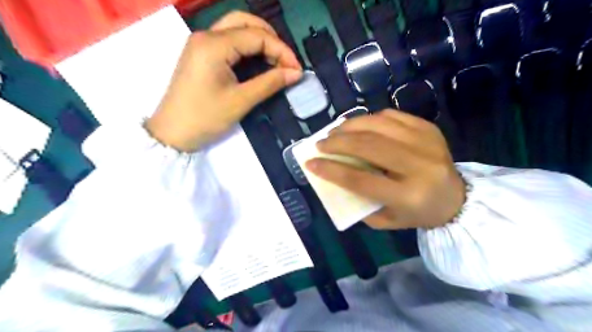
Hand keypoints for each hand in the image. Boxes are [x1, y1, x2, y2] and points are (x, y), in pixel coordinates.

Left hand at [145, 11, 302, 151]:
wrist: (172, 133)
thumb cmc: (205, 118)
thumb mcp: (241, 101)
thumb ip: (270, 83)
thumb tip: (296, 73)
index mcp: (214, 45)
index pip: (257, 36)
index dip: (281, 50)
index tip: (297, 69)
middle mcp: (206, 36)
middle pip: (245, 22)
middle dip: (271, 38)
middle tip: (286, 61)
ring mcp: (201, 44)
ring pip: (236, 28)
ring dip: (259, 40)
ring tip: (276, 61)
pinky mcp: (201, 54)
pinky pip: (229, 41)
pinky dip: (247, 47)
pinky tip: (259, 62)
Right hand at [308, 111, 464, 228]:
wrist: (456, 198)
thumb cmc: (416, 213)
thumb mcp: (385, 220)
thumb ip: (358, 202)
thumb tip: (333, 176)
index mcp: (408, 195)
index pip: (361, 179)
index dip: (332, 170)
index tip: (311, 163)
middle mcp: (419, 166)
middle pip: (368, 146)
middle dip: (337, 142)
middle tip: (320, 143)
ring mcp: (426, 142)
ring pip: (378, 125)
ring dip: (350, 126)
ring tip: (335, 132)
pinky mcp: (428, 128)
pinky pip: (391, 115)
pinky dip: (369, 119)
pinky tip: (358, 126)